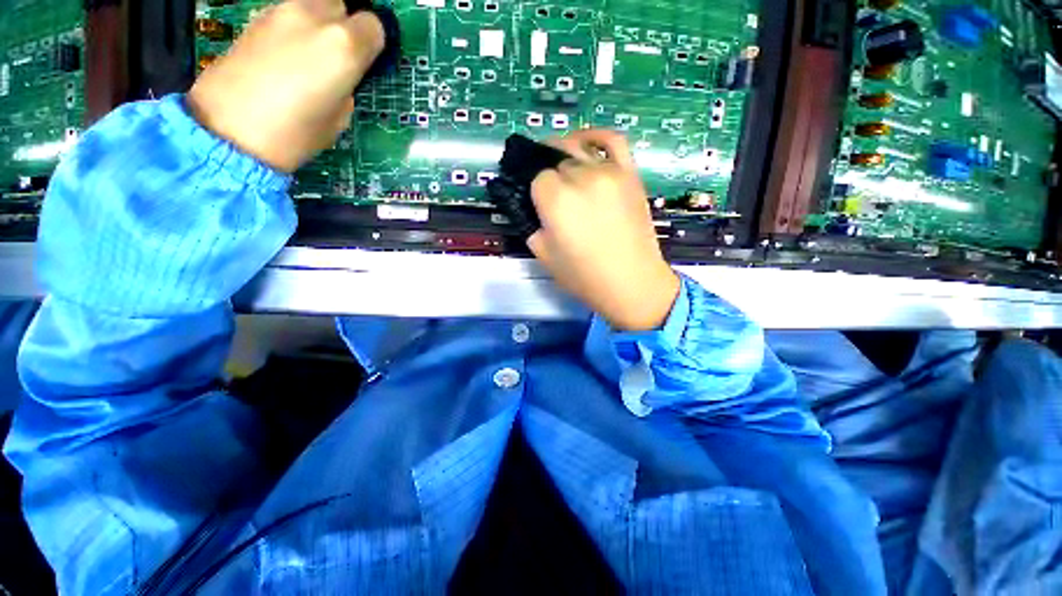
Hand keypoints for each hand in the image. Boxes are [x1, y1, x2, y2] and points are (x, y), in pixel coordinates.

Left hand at [186, 0, 384, 171]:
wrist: (227, 130)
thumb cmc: (294, 134)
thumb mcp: (338, 119)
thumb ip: (346, 88)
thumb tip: (342, 77)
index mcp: (343, 47)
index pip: (373, 26)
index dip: (371, 45)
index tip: (366, 64)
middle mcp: (314, 16)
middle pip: (341, 5)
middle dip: (344, 27)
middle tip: (337, 58)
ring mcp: (280, 11)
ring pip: (313, 5)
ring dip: (318, 27)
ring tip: (308, 58)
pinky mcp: (255, 17)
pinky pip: (287, 14)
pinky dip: (294, 30)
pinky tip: (285, 57)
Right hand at [528, 130, 680, 330]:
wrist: (631, 283)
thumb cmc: (584, 276)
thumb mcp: (543, 254)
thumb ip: (529, 223)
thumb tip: (526, 205)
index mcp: (556, 199)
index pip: (536, 177)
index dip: (534, 191)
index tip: (538, 203)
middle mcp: (581, 177)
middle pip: (555, 159)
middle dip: (548, 175)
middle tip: (549, 194)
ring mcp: (609, 171)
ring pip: (577, 147)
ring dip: (564, 155)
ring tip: (561, 169)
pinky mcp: (629, 173)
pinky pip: (613, 140)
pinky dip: (596, 136)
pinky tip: (585, 144)